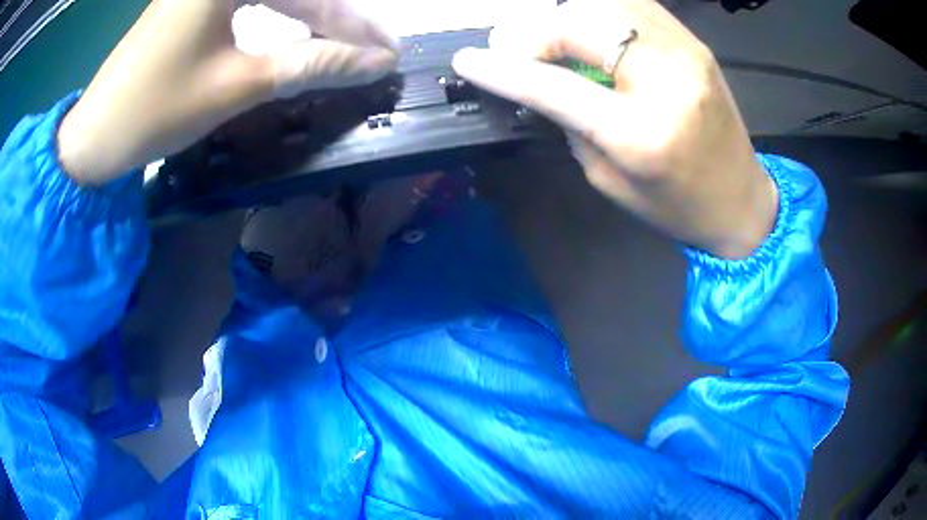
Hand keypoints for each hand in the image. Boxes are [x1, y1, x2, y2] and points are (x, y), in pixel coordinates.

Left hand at [58, 0, 396, 184]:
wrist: (94, 138)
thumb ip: (309, 65)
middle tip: (370, 49)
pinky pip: (248, 0)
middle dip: (334, 18)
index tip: (386, 52)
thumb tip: (373, 64)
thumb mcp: (236, 86)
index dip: (351, 26)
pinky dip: (276, 17)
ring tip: (340, 43)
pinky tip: (294, 32)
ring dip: (308, 17)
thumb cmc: (156, 111)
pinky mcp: (190, 2)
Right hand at [452, 0, 777, 258]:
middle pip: (580, 25)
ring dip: (564, 15)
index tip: (468, 60)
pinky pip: (633, 5)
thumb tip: (538, 80)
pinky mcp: (693, 42)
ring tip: (550, 38)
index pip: (555, 86)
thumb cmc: (676, 206)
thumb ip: (571, 123)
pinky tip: (588, 29)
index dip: (503, 69)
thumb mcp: (609, 178)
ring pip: (604, 4)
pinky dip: (598, 10)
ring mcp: (685, 52)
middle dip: (533, 32)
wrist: (740, 200)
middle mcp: (666, 80)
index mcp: (641, 133)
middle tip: (513, 48)